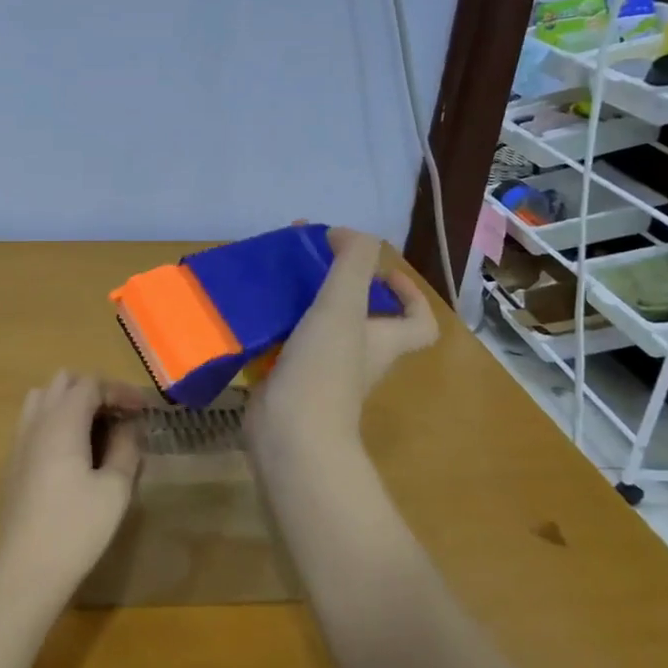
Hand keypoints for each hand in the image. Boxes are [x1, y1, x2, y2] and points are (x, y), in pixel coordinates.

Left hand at [0, 372, 145, 604]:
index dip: (119, 390)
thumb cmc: (75, 528)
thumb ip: (125, 450)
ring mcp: (19, 442)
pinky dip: (56, 422)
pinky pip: (34, 423)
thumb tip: (129, 428)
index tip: (143, 409)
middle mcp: (36, 422)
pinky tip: (74, 454)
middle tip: (120, 416)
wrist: (23, 570)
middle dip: (94, 390)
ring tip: (97, 430)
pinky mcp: (12, 463)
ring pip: (43, 400)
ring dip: (72, 404)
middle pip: (63, 383)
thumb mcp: (114, 490)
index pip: (90, 384)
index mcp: (61, 422)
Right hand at [246, 228, 438, 465]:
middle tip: (310, 263)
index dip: (409, 295)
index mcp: (381, 341)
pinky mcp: (287, 381)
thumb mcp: (343, 306)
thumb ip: (352, 263)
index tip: (380, 272)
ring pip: (318, 329)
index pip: (418, 322)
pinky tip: (250, 309)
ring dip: (301, 303)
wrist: (289, 433)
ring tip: (274, 277)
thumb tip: (347, 234)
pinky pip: (284, 346)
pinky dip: (271, 327)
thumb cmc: (324, 369)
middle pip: (361, 320)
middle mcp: (357, 357)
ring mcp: (321, 372)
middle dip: (339, 288)